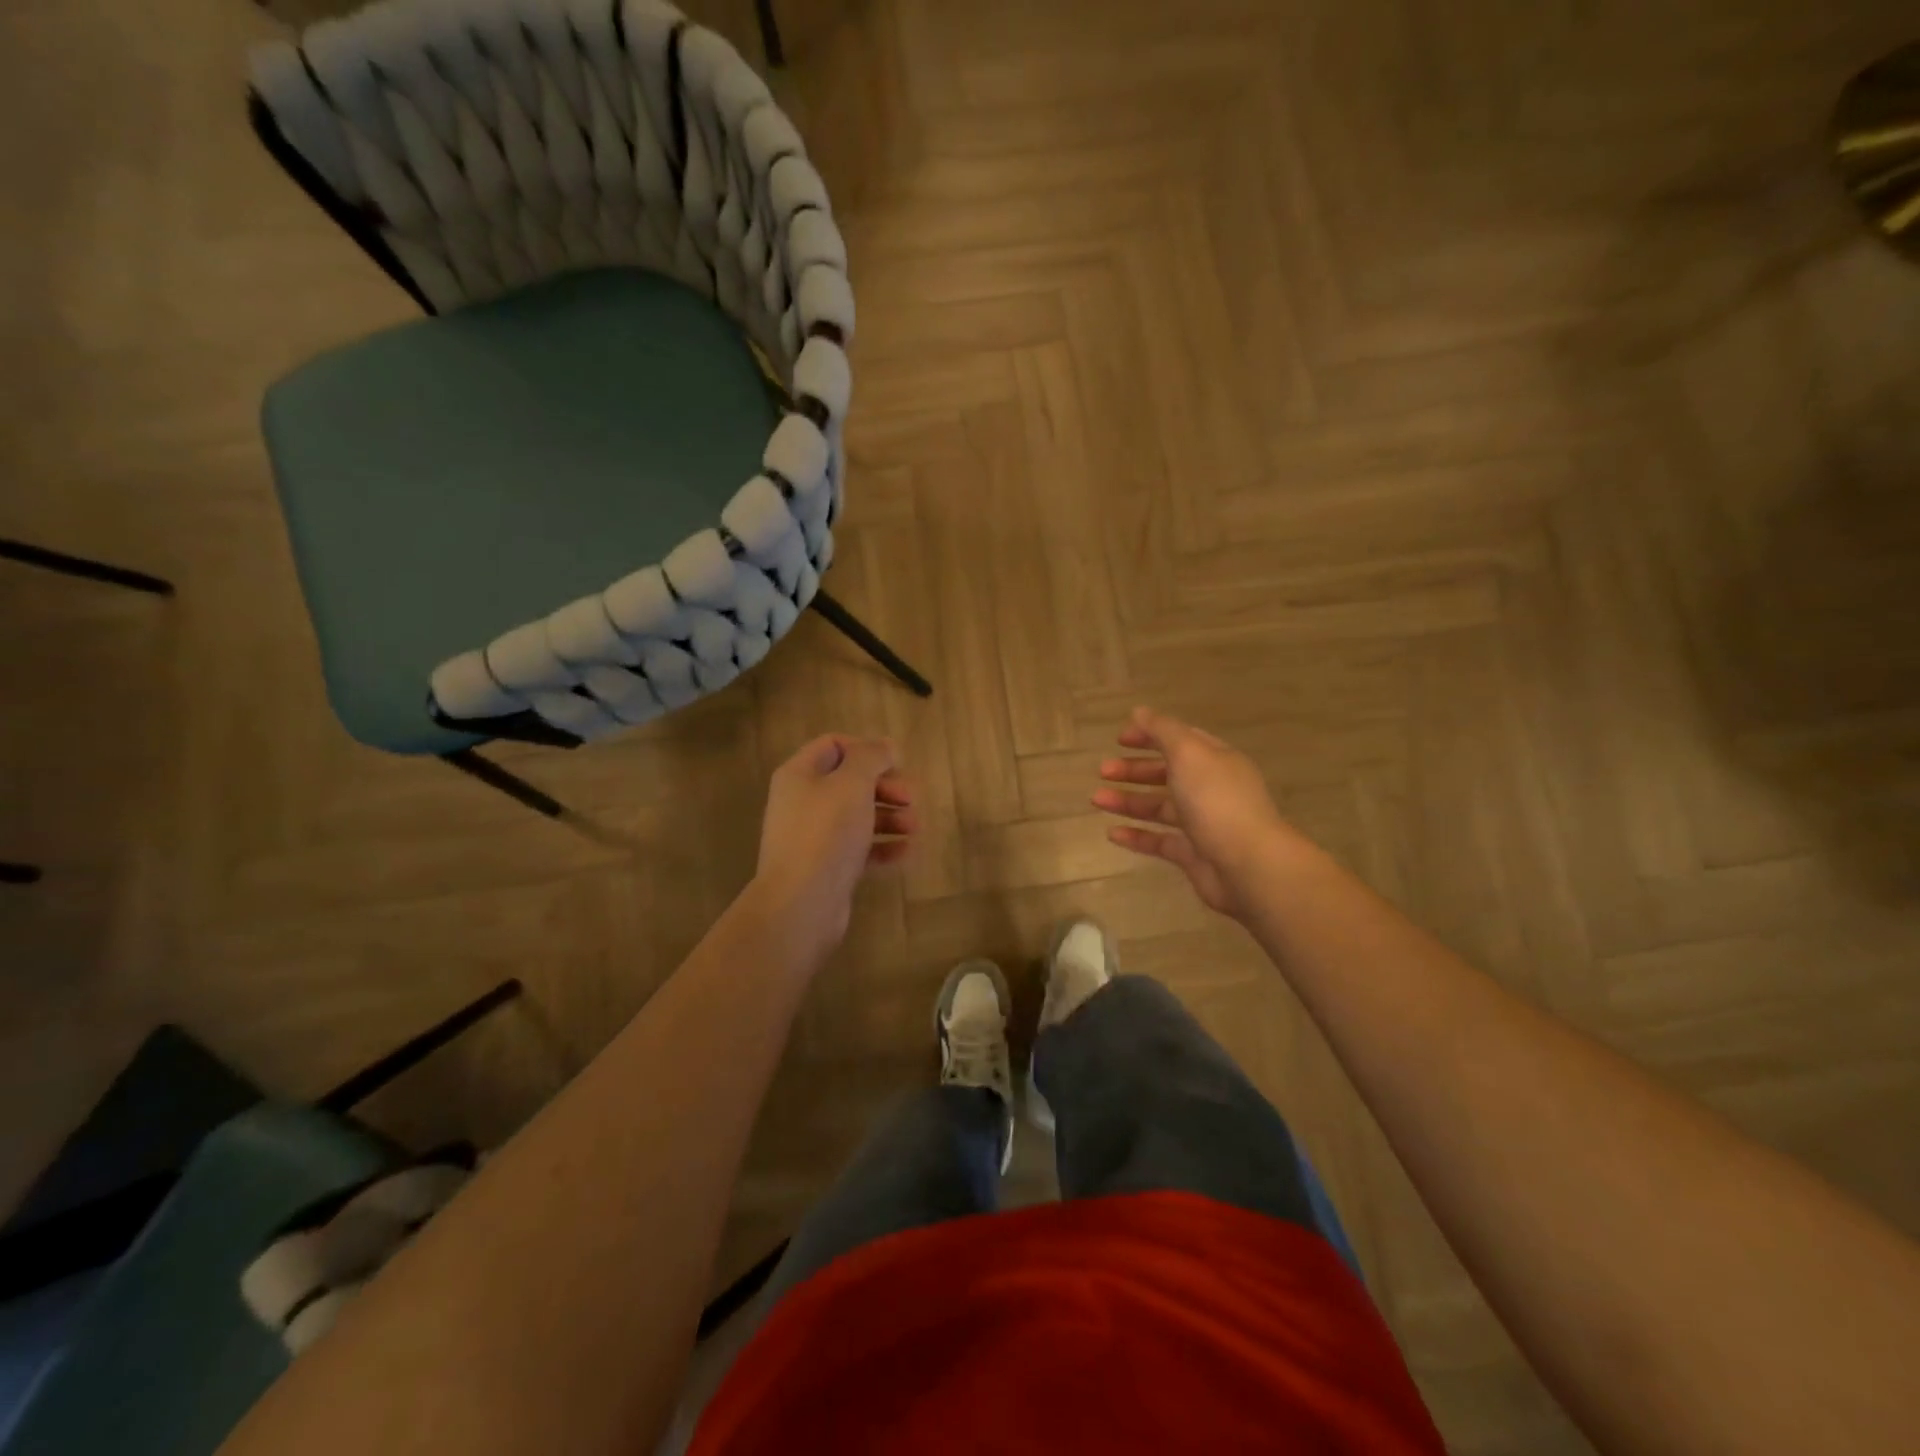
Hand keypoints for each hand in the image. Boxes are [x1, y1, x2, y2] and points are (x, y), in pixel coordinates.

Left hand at [752, 734, 915, 954]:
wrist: (802, 903)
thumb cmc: (826, 833)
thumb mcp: (852, 783)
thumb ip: (871, 757)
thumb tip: (886, 745)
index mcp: (800, 774)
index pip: (834, 745)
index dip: (867, 749)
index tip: (897, 763)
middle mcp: (803, 802)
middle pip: (850, 782)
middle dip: (886, 786)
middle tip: (911, 798)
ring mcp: (814, 837)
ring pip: (858, 816)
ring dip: (891, 816)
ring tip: (916, 827)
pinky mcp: (827, 867)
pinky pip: (860, 849)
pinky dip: (884, 847)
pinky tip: (908, 852)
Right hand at [1092, 707, 1288, 918]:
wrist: (1248, 865)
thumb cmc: (1216, 801)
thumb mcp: (1188, 753)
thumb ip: (1162, 730)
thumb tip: (1139, 711)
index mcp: (1215, 760)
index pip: (1181, 740)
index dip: (1150, 735)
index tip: (1119, 739)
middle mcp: (1211, 789)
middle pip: (1168, 773)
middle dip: (1134, 770)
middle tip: (1102, 770)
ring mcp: (1203, 823)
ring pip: (1160, 807)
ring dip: (1128, 801)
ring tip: (1097, 800)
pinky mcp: (1193, 855)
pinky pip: (1160, 841)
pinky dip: (1136, 836)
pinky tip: (1112, 833)